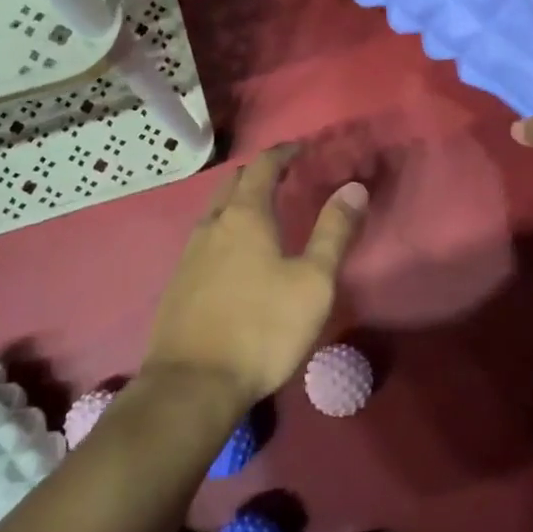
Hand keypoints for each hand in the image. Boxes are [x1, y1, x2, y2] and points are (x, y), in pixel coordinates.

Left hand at [144, 146, 367, 405]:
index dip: (283, 152)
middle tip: (283, 176)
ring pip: (214, 211)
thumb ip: (334, 232)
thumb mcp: (312, 282)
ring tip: (261, 212)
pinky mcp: (178, 282)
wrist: (193, 384)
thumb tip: (354, 188)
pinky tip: (234, 254)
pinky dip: (224, 229)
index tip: (300, 147)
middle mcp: (212, 225)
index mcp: (245, 216)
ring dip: (237, 201)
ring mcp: (189, 254)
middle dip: (258, 173)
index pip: (263, 166)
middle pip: (232, 183)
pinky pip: (204, 239)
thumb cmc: (262, 328)